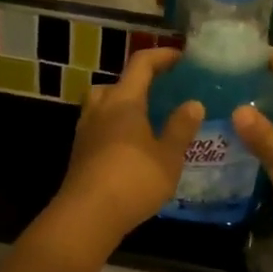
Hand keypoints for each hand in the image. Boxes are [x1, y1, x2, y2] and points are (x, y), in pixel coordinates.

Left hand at [54, 48, 202, 242]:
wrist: (86, 215)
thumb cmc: (133, 180)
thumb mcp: (168, 156)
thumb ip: (180, 128)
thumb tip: (193, 103)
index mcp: (124, 100)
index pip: (141, 64)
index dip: (161, 56)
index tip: (181, 58)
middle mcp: (101, 107)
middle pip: (118, 82)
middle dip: (139, 82)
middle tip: (162, 93)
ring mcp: (85, 130)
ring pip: (103, 104)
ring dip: (123, 105)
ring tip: (145, 120)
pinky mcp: (79, 151)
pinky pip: (99, 126)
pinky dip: (114, 127)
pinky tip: (131, 147)